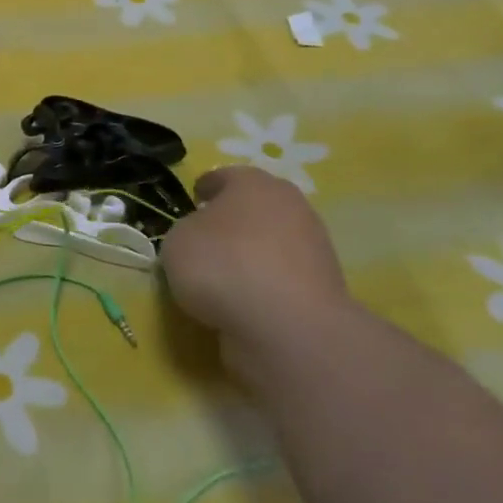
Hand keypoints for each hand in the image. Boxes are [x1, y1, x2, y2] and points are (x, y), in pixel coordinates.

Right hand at [161, 167, 357, 377]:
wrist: (288, 326)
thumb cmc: (223, 265)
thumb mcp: (178, 240)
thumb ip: (187, 230)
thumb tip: (202, 237)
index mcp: (253, 183)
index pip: (224, 176)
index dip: (205, 188)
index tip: (193, 201)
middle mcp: (290, 205)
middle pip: (255, 206)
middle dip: (234, 218)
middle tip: (208, 237)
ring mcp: (314, 246)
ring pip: (273, 241)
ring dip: (253, 253)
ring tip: (225, 276)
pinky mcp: (324, 286)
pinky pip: (283, 277)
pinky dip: (267, 283)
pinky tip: (246, 300)